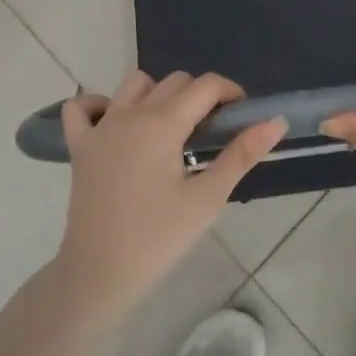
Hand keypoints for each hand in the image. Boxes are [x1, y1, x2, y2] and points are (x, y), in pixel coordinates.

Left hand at [53, 70, 284, 319]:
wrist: (98, 274)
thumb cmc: (158, 238)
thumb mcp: (208, 198)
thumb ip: (242, 155)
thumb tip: (276, 122)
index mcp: (163, 123)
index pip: (206, 86)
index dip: (230, 92)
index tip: (242, 116)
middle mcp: (131, 113)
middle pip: (175, 81)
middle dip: (200, 96)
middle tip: (211, 133)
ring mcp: (101, 127)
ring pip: (134, 84)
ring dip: (157, 93)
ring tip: (170, 127)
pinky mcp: (80, 146)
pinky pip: (81, 107)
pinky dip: (98, 105)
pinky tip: (115, 122)